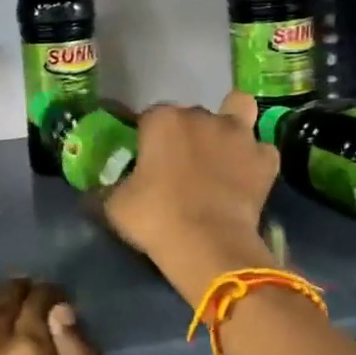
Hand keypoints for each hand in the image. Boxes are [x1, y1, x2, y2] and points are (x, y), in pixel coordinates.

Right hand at [103, 91, 281, 304]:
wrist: (209, 244)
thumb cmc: (156, 218)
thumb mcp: (115, 206)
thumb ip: (104, 190)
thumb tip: (89, 193)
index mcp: (163, 120)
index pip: (151, 117)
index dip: (148, 137)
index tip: (146, 160)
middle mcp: (202, 116)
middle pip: (193, 115)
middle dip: (187, 133)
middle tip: (180, 165)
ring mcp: (239, 134)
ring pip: (239, 110)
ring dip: (230, 125)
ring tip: (223, 149)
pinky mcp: (265, 159)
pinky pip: (261, 151)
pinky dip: (254, 160)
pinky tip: (246, 176)